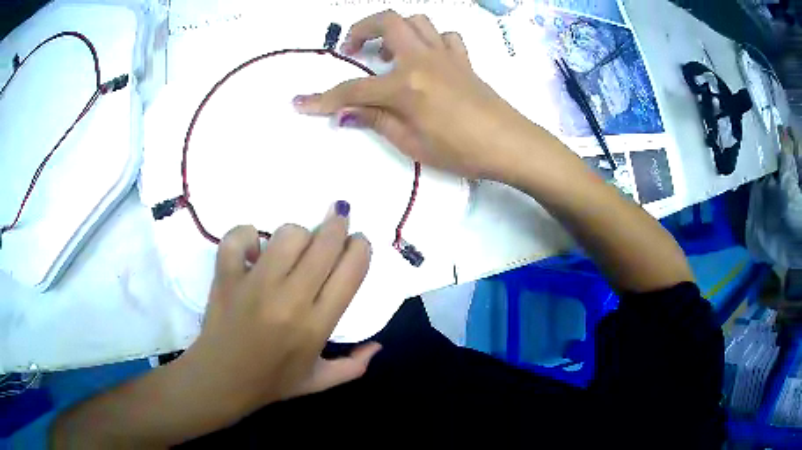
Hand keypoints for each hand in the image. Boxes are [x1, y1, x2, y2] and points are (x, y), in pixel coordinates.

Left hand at [180, 202, 378, 417]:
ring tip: (295, 246)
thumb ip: (354, 366)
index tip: (357, 241)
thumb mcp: (319, 382)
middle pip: (324, 243)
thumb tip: (378, 345)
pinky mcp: (226, 276)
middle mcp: (290, 300)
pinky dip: (247, 235)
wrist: (221, 381)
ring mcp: (254, 285)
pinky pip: (239, 237)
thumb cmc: (271, 382)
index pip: (351, 271)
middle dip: (337, 224)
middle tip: (337, 221)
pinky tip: (252, 249)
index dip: (360, 247)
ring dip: (297, 234)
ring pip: (287, 235)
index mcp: (316, 326)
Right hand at [293, 10, 536, 180]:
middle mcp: (423, 59)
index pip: (354, 90)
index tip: (300, 103)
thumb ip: (377, 121)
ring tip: (386, 52)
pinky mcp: (463, 60)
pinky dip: (429, 40)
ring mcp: (446, 55)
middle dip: (361, 29)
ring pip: (417, 21)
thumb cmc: (462, 150)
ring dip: (395, 29)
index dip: (323, 99)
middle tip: (351, 48)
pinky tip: (425, 57)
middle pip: (388, 20)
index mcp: (406, 85)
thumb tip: (347, 113)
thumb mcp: (412, 143)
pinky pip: (444, 36)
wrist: (510, 145)